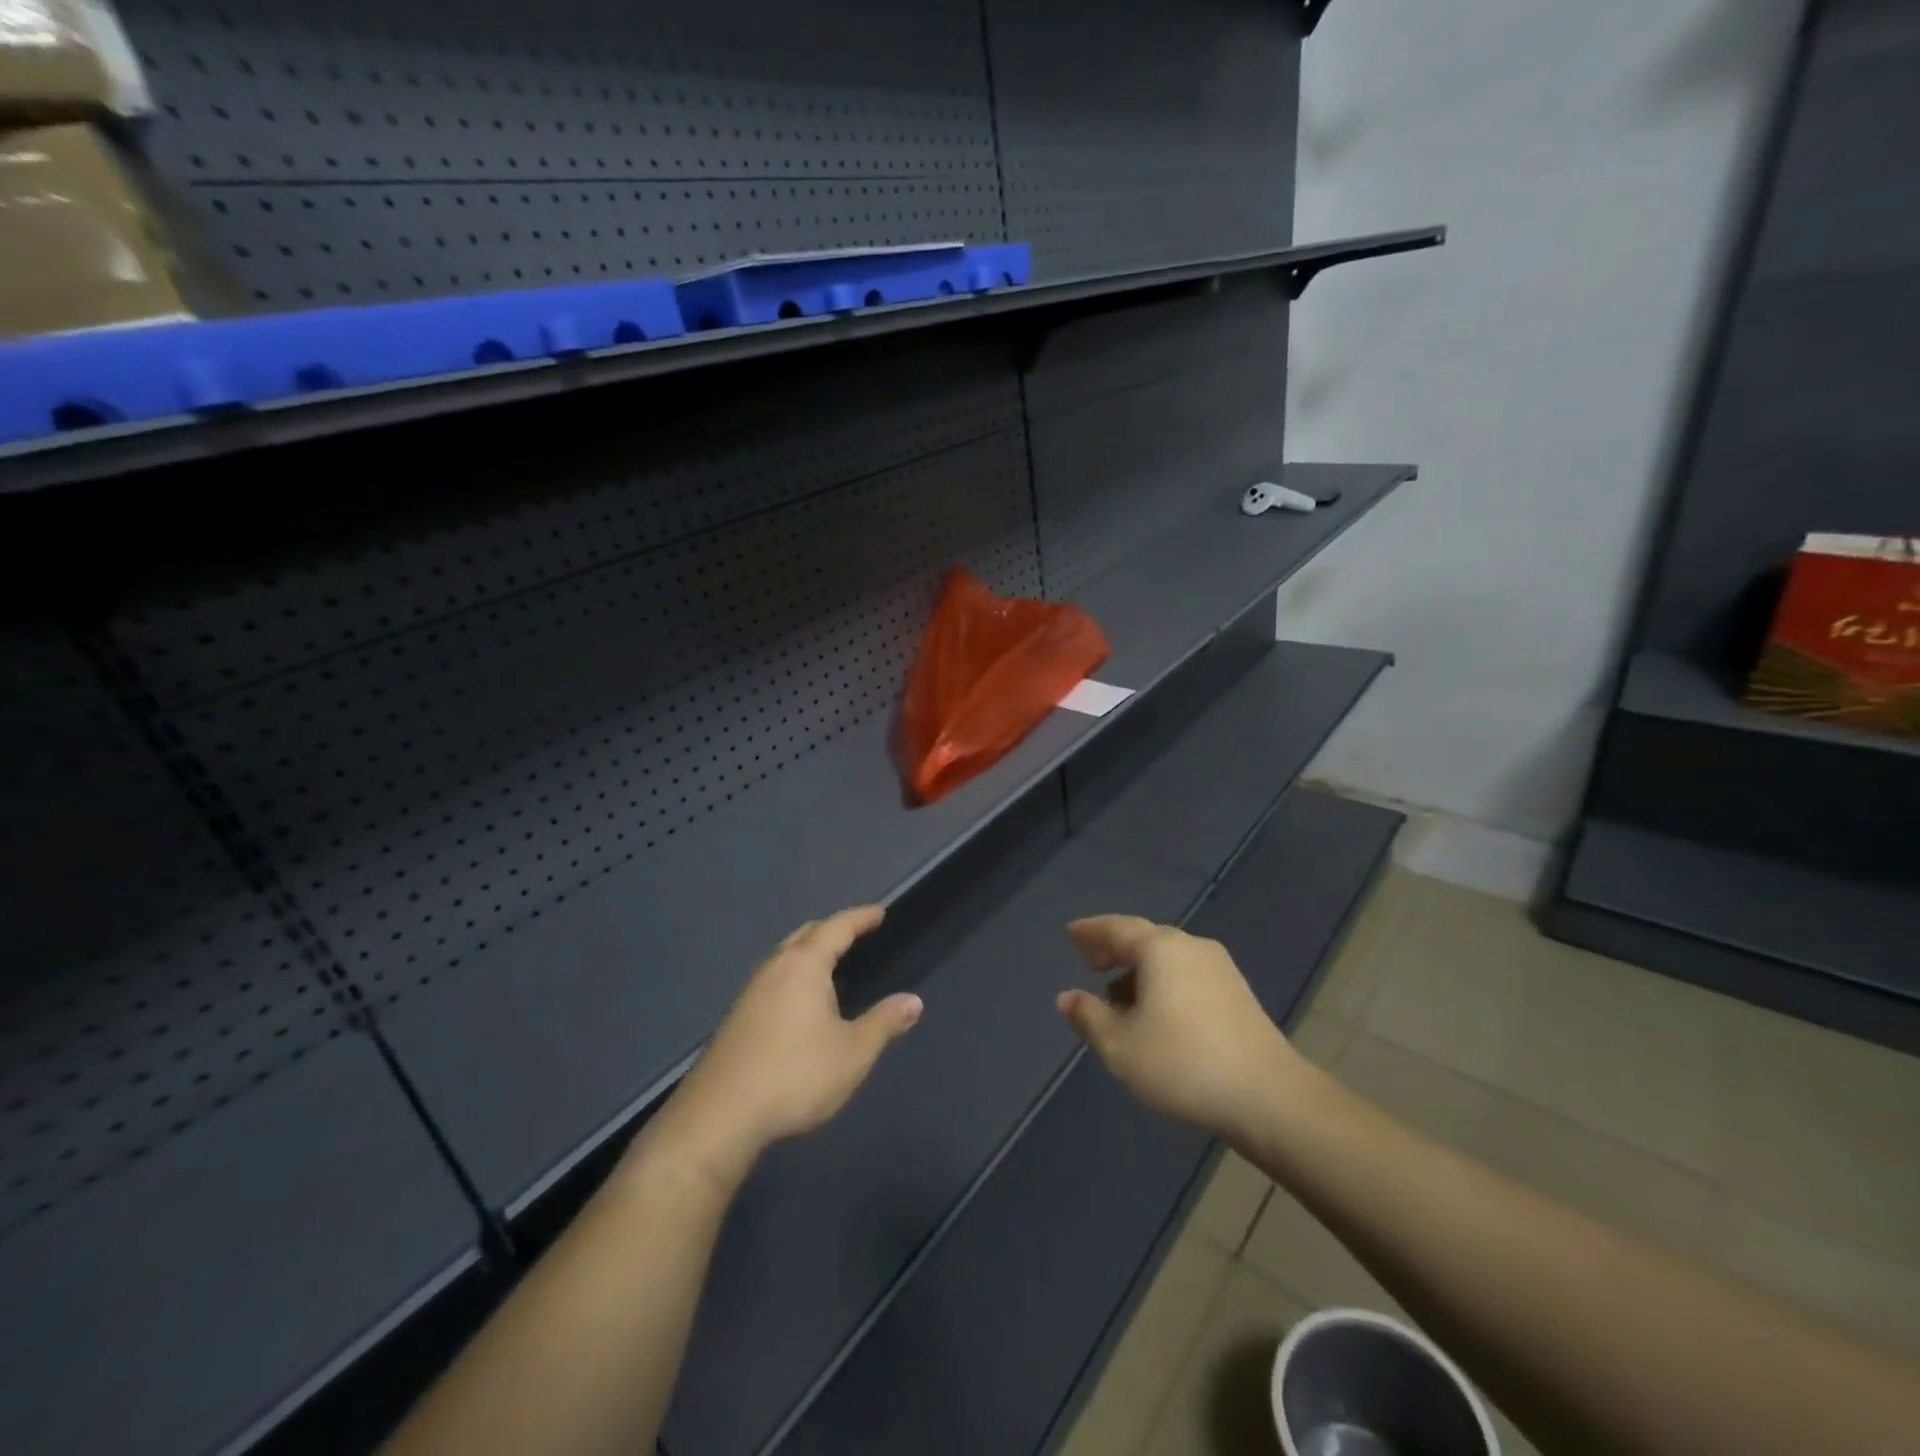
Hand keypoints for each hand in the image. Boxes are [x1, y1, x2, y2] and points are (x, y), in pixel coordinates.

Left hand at [639, 907, 921, 1191]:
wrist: (720, 1117)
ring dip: (809, 952)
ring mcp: (751, 992)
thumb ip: (884, 1023)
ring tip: (831, 964)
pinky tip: (801, 1001)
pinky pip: (773, 978)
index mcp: (804, 965)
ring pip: (785, 957)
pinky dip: (794, 974)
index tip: (880, 912)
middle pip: (806, 935)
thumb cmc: (795, 1075)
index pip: (836, 928)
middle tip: (856, 934)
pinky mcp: (737, 1017)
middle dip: (832, 929)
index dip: (860, 918)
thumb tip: (914, 1001)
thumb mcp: (852, 1053)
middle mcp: (775, 968)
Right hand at [1058, 915, 1300, 1141]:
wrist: (1270, 1098)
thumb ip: (1089, 1017)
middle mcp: (1191, 947)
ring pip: (1167, 960)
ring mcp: (1220, 969)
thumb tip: (1068, 997)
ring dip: (1138, 972)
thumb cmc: (1184, 1065)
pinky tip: (1156, 1015)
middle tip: (1089, 964)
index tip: (1070, 934)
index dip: (1090, 931)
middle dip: (1114, 950)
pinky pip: (1187, 975)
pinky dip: (1162, 984)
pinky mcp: (1237, 994)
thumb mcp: (1121, 1047)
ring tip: (1117, 999)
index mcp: (1161, 948)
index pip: (1117, 928)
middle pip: (1144, 939)